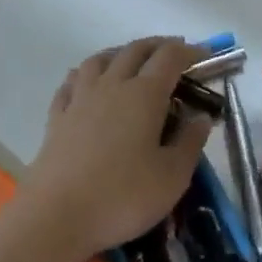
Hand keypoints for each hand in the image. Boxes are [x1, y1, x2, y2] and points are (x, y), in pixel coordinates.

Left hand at [15, 38, 213, 261]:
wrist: (56, 215)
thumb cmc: (123, 196)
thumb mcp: (172, 177)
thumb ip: (190, 143)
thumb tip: (201, 117)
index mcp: (144, 95)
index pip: (170, 58)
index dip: (190, 52)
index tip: (205, 55)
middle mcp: (111, 86)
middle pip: (134, 50)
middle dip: (158, 46)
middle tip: (174, 53)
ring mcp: (79, 99)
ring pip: (99, 59)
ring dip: (120, 53)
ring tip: (131, 61)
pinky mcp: (57, 117)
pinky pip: (72, 82)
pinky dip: (86, 74)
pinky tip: (87, 83)